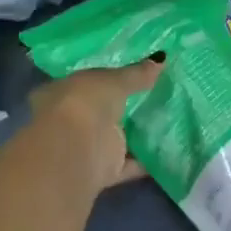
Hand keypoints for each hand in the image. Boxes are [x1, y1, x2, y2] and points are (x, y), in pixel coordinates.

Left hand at [29, 57, 163, 191]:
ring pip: (114, 138)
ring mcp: (86, 147)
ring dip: (134, 134)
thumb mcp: (114, 80)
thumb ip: (137, 74)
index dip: (104, 78)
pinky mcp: (102, 171)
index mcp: (62, 92)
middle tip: (155, 95)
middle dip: (121, 106)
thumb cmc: (85, 103)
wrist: (74, 152)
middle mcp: (70, 120)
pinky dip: (145, 160)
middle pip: (100, 112)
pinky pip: (129, 163)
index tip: (131, 74)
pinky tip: (168, 150)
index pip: (84, 82)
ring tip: (168, 122)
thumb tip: (161, 59)